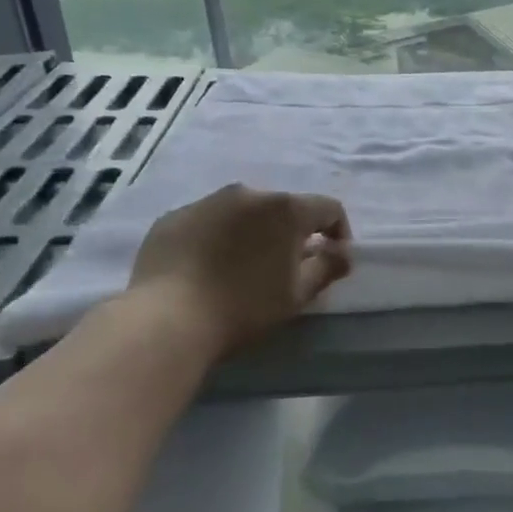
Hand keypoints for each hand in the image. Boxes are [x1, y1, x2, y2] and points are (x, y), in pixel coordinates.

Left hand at [126, 184, 350, 358]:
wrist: (169, 317)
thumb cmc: (245, 307)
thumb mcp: (297, 294)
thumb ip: (327, 267)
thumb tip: (343, 253)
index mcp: (285, 209)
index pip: (328, 208)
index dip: (339, 232)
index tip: (332, 259)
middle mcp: (247, 194)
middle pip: (283, 208)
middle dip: (292, 233)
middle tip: (286, 268)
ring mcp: (206, 201)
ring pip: (243, 212)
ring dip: (253, 232)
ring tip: (243, 267)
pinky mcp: (174, 217)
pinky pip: (208, 222)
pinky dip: (217, 237)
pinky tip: (208, 269)